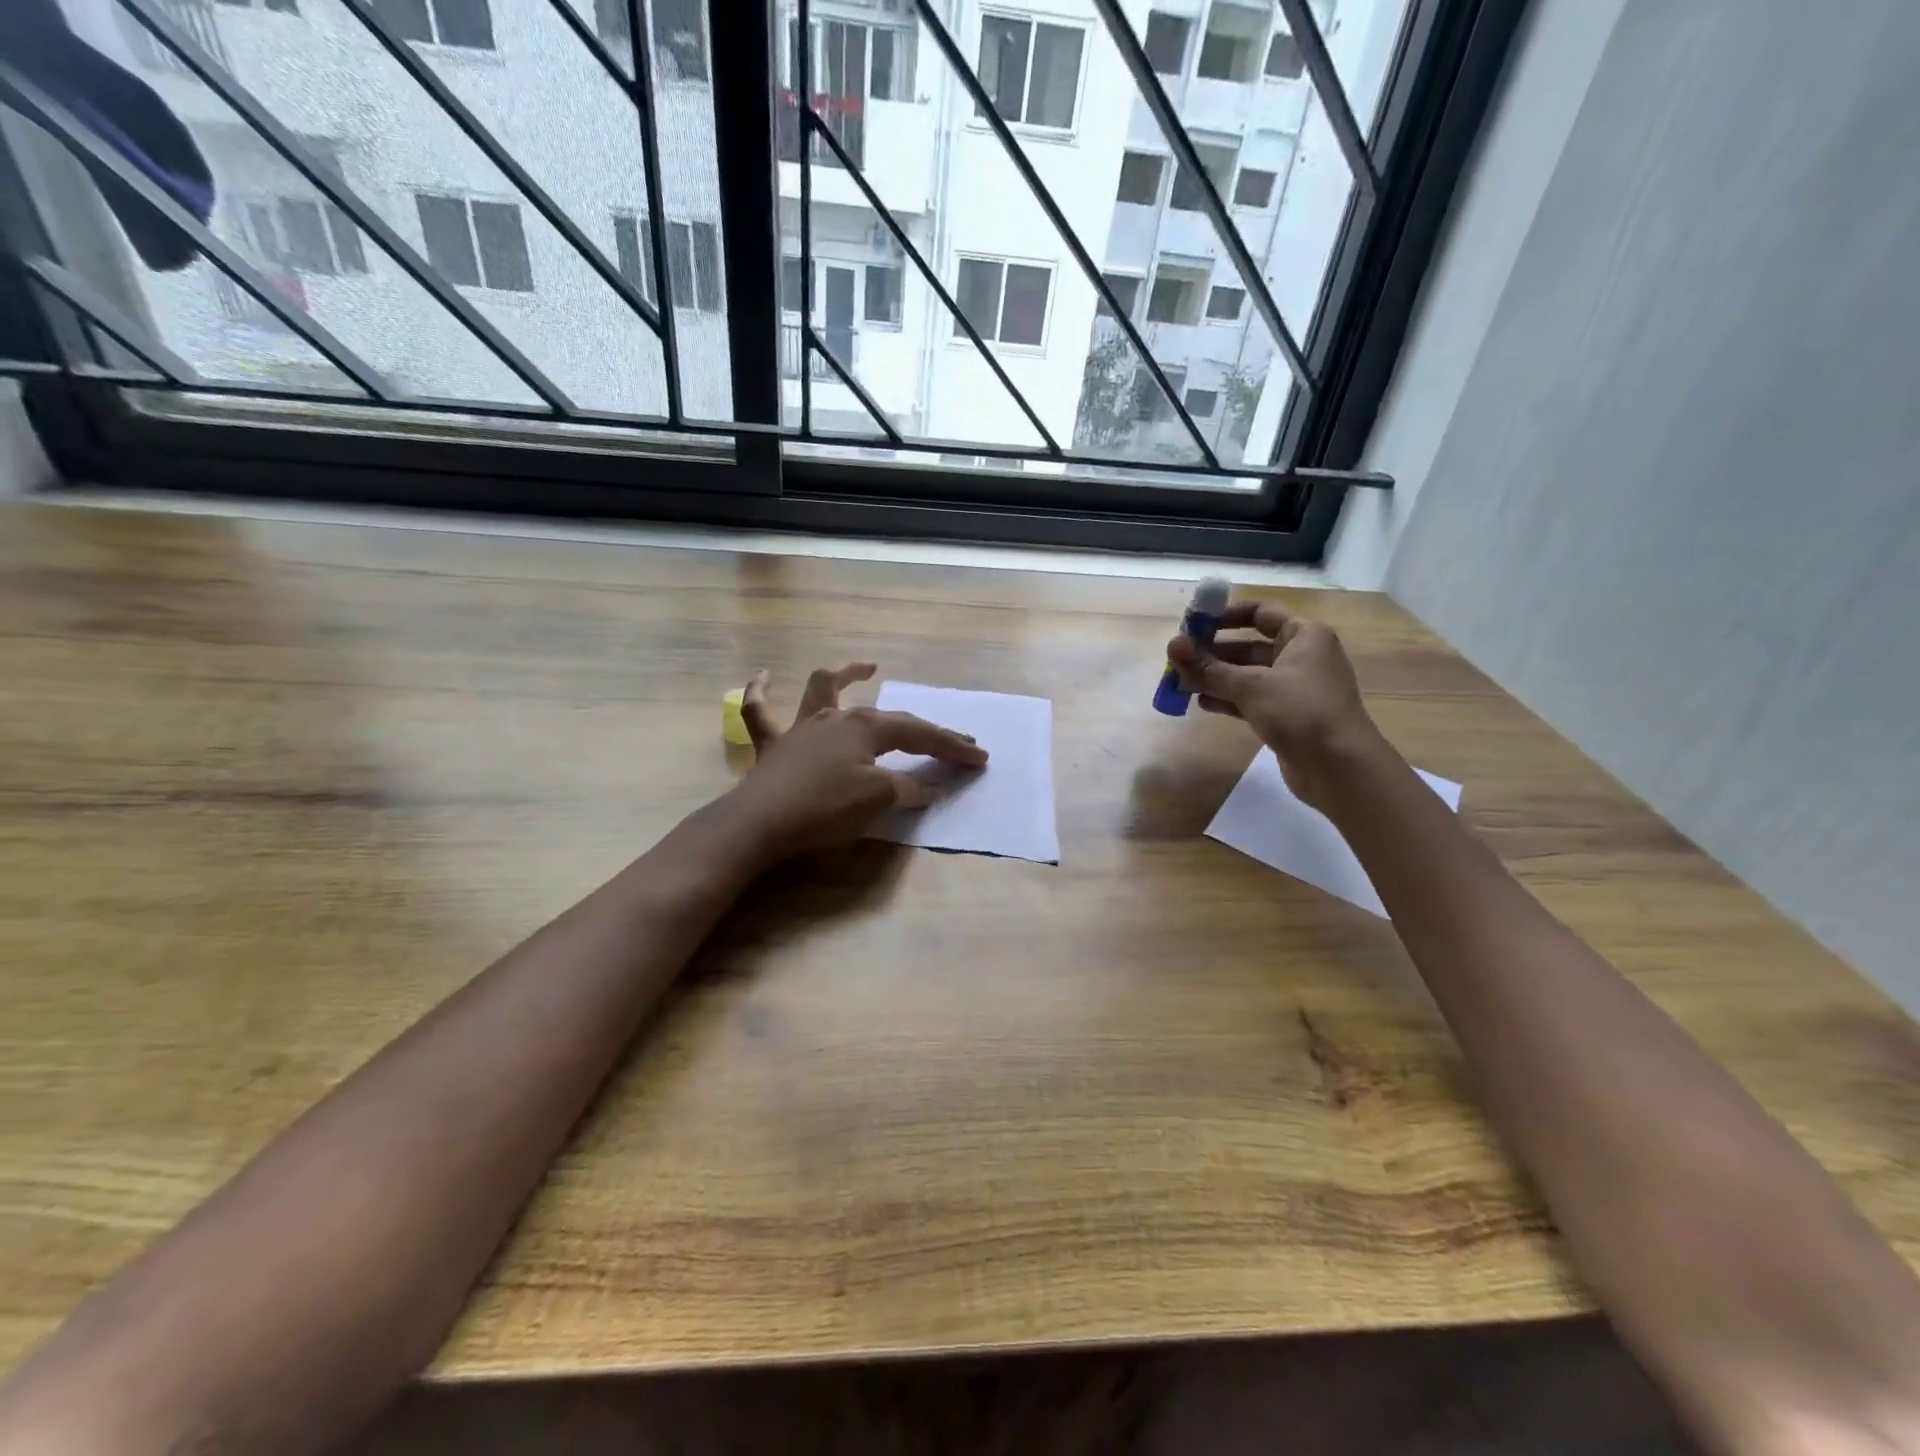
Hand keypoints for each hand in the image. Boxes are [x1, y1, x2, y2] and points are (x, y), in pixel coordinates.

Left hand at [723, 663, 987, 864]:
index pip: (920, 735)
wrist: (758, 824)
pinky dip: (760, 692)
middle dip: (925, 731)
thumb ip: (906, 790)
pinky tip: (764, 676)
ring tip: (867, 669)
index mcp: (866, 728)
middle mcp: (837, 718)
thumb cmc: (823, 808)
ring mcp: (802, 728)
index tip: (980, 758)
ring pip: (824, 690)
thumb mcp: (875, 800)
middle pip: (889, 719)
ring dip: (846, 676)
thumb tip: (929, 788)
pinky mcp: (773, 746)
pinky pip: (759, 711)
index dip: (952, 747)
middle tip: (956, 743)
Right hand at [1167, 602, 1382, 809]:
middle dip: (1212, 653)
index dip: (1225, 616)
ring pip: (1248, 675)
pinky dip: (1228, 699)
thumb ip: (1208, 668)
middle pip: (1248, 646)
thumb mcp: (1251, 686)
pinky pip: (1252, 700)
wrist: (1340, 768)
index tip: (1192, 626)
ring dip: (1215, 678)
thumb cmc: (1300, 712)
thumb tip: (1172, 645)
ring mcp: (1295, 689)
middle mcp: (1302, 656)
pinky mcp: (1287, 716)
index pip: (1260, 612)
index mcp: (1304, 636)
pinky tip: (1202, 704)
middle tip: (1177, 661)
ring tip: (1181, 684)